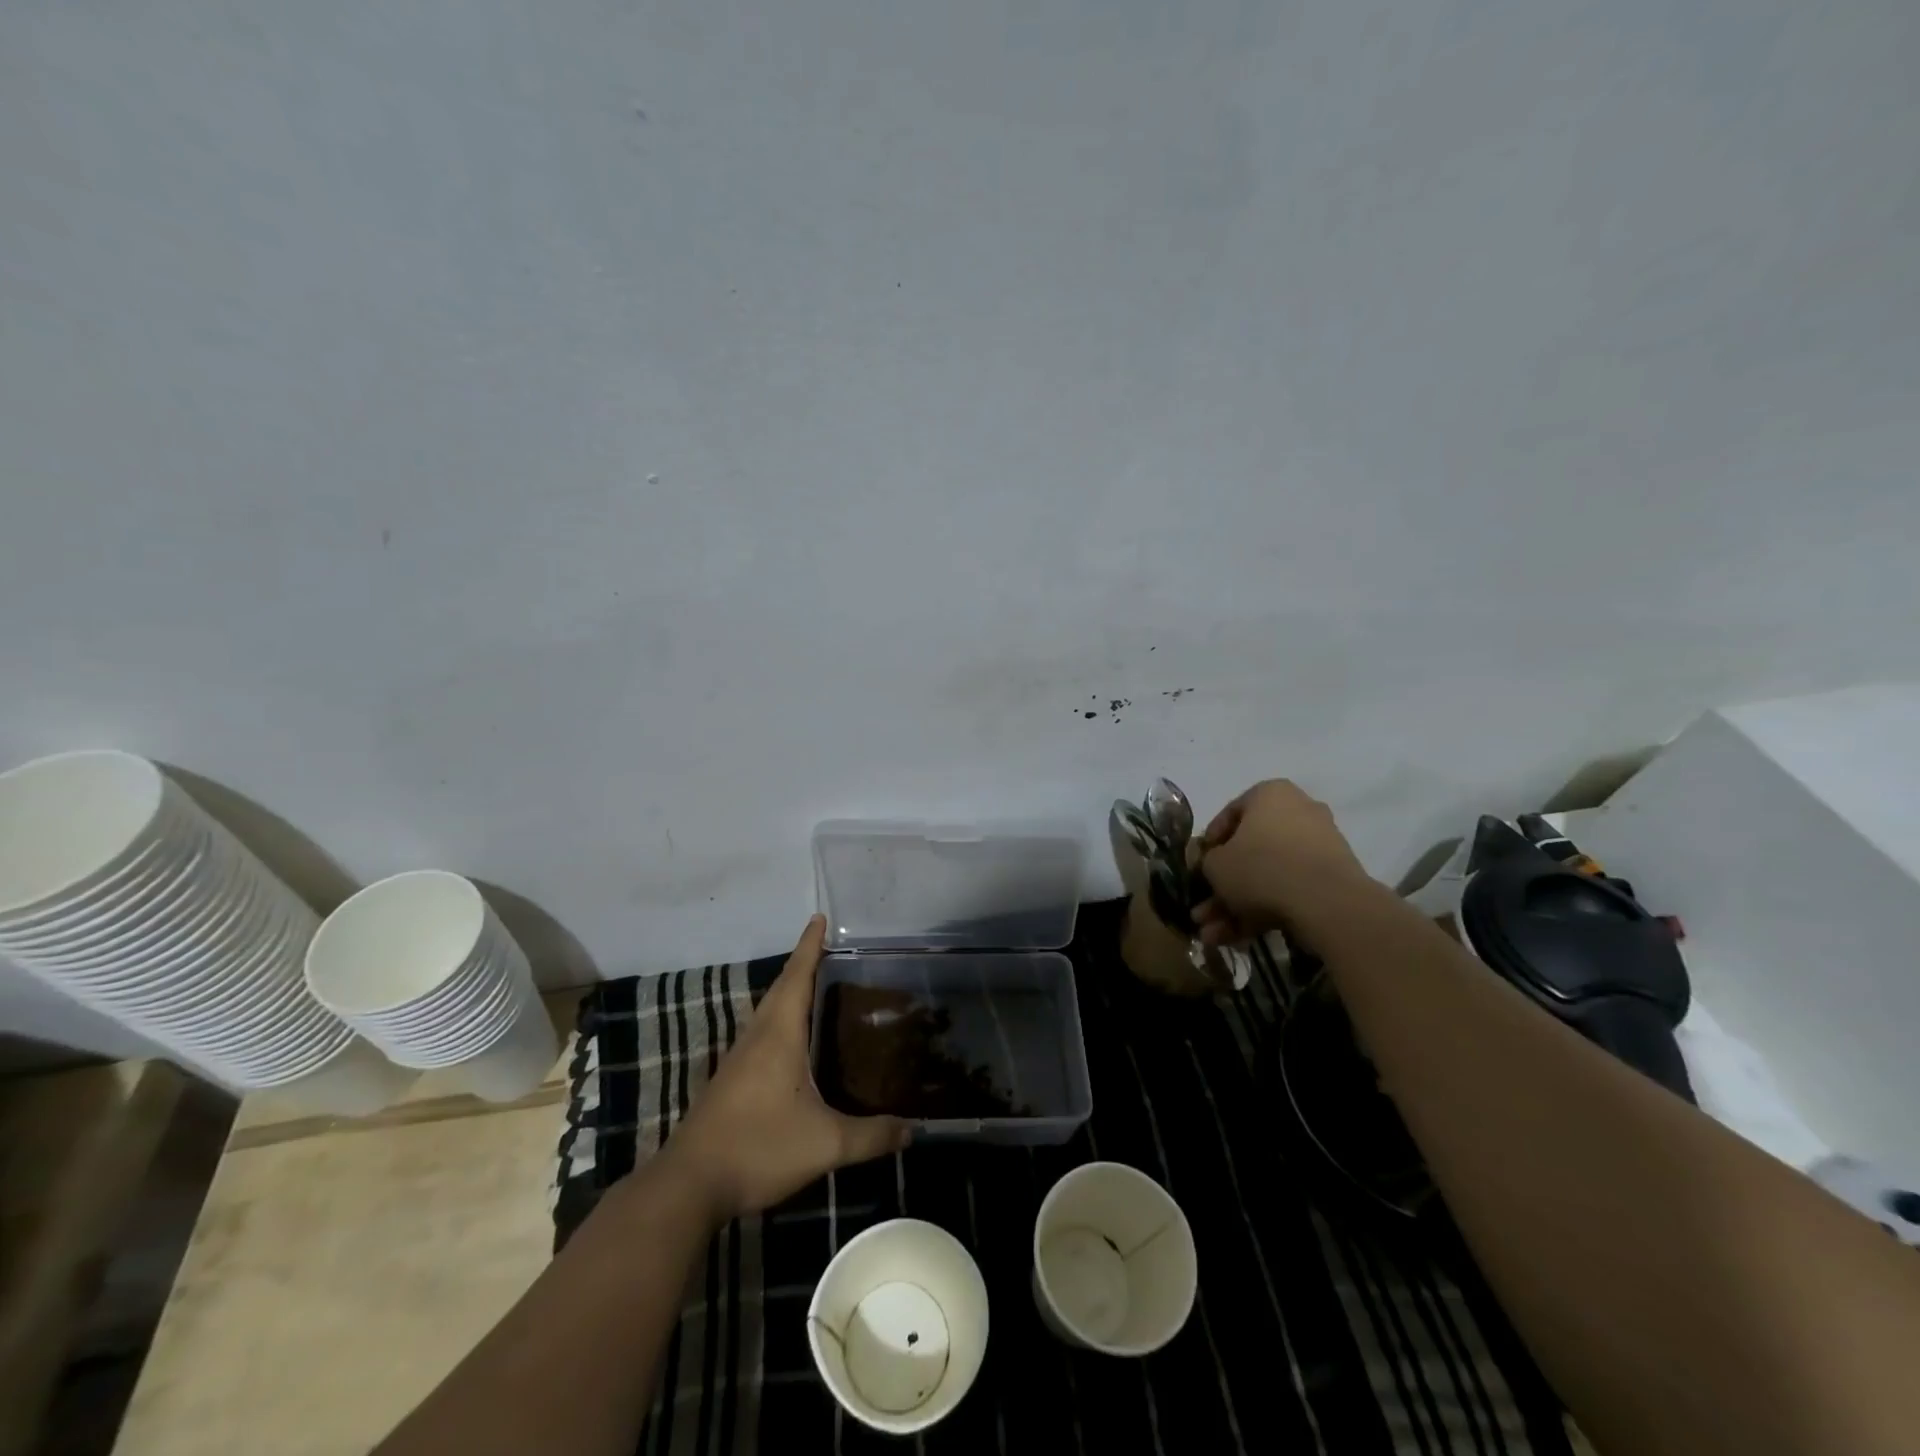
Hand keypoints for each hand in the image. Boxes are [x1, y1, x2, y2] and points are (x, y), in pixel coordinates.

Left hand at [660, 915, 909, 1222]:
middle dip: (803, 964)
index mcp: (779, 1035)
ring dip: (788, 992)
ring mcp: (738, 1060)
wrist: (689, 1185)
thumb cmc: (759, 1147)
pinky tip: (791, 1043)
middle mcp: (757, 1037)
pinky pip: (760, 1035)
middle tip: (829, 951)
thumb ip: (871, 1136)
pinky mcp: (729, 1082)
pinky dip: (779, 1021)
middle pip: (781, 988)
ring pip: (767, 1012)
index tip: (819, 918)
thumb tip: (913, 1131)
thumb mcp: (825, 1143)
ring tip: (816, 988)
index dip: (810, 946)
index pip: (797, 976)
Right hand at [1194, 779, 1371, 945]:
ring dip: (1237, 905)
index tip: (1198, 869)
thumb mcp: (1215, 865)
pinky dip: (1264, 911)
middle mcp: (1298, 812)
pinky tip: (1239, 939)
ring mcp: (1319, 846)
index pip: (1228, 816)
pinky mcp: (1332, 878)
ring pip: (1267, 875)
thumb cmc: (1261, 867)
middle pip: (1249, 851)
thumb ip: (1206, 862)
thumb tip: (1210, 866)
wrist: (1326, 903)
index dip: (1208, 847)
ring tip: (1214, 935)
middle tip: (1203, 912)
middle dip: (1222, 887)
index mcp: (1270, 794)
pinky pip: (1289, 889)